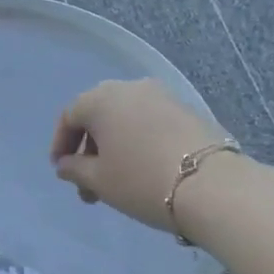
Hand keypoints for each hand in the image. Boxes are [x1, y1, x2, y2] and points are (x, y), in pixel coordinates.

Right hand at [50, 79, 230, 231]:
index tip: (61, 171)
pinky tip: (144, 170)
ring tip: (117, 182)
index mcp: (101, 99)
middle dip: (89, 149)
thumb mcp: (98, 180)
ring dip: (115, 147)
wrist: (212, 186)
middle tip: (88, 184)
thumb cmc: (141, 180)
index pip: (70, 117)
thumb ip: (75, 169)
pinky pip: (150, 123)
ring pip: (126, 119)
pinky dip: (139, 142)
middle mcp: (130, 88)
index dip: (61, 144)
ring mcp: (162, 96)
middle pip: (99, 115)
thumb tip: (65, 164)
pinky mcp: (188, 110)